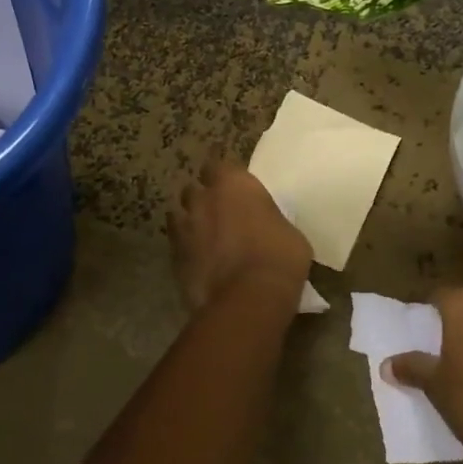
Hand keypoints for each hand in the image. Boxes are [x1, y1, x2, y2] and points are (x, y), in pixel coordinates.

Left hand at [167, 160, 311, 310]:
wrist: (249, 299)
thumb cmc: (280, 257)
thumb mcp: (288, 231)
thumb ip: (269, 220)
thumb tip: (266, 226)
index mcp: (234, 184)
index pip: (218, 164)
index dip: (223, 175)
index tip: (231, 184)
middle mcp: (204, 199)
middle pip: (194, 188)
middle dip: (202, 197)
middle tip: (217, 211)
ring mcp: (184, 227)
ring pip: (178, 214)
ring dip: (188, 220)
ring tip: (202, 234)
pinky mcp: (173, 257)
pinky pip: (176, 244)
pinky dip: (185, 248)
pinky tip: (197, 259)